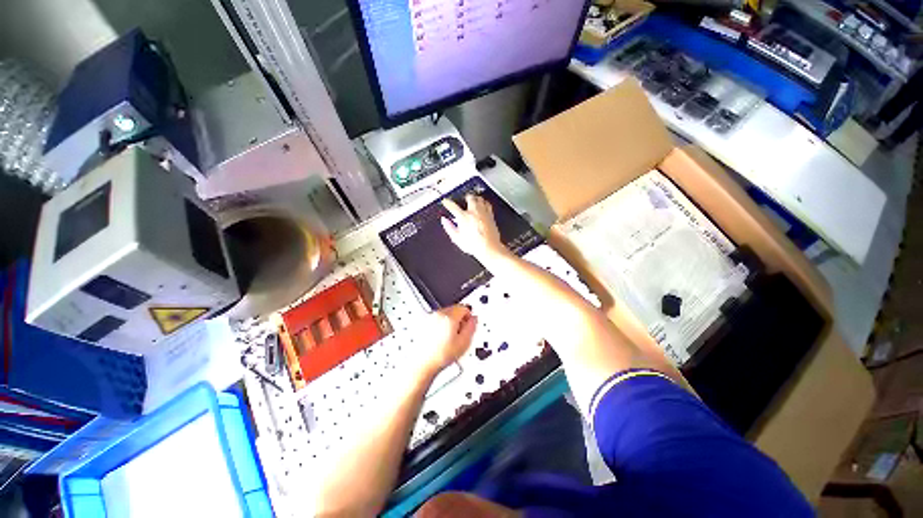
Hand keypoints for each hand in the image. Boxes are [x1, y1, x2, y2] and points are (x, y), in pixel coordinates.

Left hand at [419, 305, 477, 374]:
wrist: (422, 365)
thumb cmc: (440, 356)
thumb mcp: (464, 343)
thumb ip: (471, 327)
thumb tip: (474, 319)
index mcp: (449, 316)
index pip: (463, 307)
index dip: (468, 317)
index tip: (468, 325)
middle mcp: (438, 314)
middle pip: (453, 309)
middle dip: (459, 319)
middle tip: (459, 335)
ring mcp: (429, 318)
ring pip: (445, 314)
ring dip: (449, 323)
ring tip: (449, 339)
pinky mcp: (423, 323)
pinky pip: (436, 319)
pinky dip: (440, 325)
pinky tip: (440, 339)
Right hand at [441, 195, 505, 263]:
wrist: (489, 248)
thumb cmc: (474, 245)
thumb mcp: (457, 238)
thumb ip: (449, 228)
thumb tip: (444, 221)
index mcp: (463, 217)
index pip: (452, 206)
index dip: (447, 202)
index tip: (446, 202)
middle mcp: (474, 212)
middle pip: (469, 197)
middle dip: (465, 197)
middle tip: (463, 199)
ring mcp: (483, 213)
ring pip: (479, 199)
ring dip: (475, 198)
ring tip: (473, 199)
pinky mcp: (491, 216)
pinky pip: (488, 204)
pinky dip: (484, 202)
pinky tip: (483, 205)